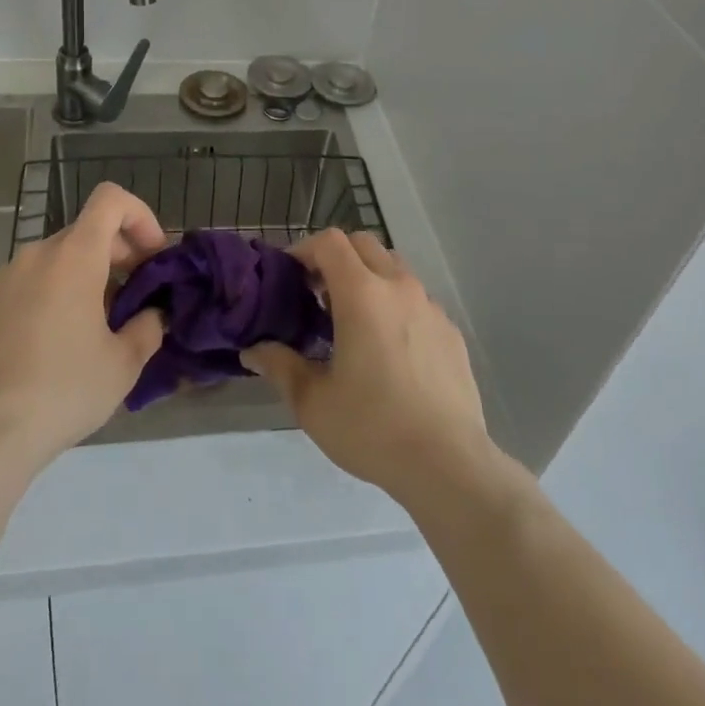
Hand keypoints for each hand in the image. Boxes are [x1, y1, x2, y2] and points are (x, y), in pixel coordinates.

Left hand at [0, 183, 165, 477]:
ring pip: (57, 258)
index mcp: (73, 257)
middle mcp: (36, 255)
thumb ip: (148, 327)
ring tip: (95, 325)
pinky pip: (29, 282)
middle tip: (134, 297)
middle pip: (87, 231)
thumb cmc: (64, 390)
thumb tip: (151, 315)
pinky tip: (55, 343)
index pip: (110, 200)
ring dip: (86, 275)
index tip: (152, 256)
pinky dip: (53, 293)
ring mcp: (4, 278)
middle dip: (118, 253)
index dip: (140, 216)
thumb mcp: (124, 364)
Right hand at [243, 229, 492, 508]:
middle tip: (318, 293)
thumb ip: (280, 366)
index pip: (330, 241)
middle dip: (336, 257)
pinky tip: (390, 349)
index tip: (291, 276)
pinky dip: (396, 304)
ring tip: (353, 319)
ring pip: (394, 268)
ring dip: (368, 277)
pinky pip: (417, 299)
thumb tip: (253, 351)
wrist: (448, 464)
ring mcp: (430, 306)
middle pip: (364, 244)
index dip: (305, 248)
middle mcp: (399, 287)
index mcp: (362, 294)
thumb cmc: (372, 428)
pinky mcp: (450, 330)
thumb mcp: (313, 402)